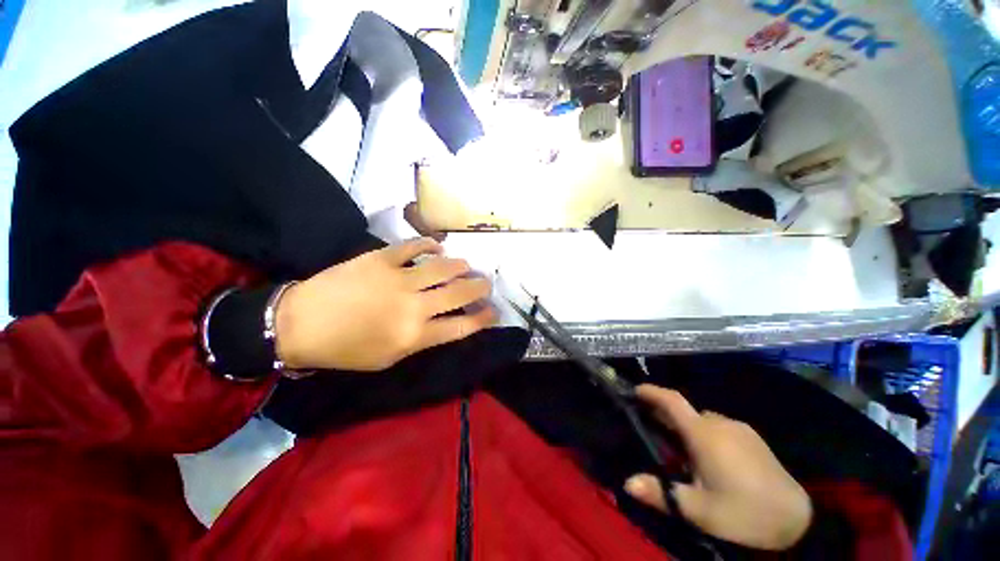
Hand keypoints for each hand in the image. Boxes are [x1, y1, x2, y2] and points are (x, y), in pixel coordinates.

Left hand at [274, 238, 496, 370]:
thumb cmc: (345, 349)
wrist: (300, 324)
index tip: (495, 312)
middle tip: (486, 283)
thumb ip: (422, 340)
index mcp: (415, 336)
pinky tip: (438, 246)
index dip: (484, 318)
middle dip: (480, 288)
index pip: (463, 326)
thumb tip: (446, 322)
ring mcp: (399, 279)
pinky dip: (430, 244)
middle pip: (460, 293)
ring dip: (461, 266)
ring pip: (444, 267)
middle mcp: (414, 307)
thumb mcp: (388, 358)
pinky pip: (414, 246)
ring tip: (466, 265)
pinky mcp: (381, 258)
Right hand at [624, 385, 811, 550]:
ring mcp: (740, 429)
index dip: (652, 392)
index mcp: (704, 435)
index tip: (636, 390)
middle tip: (657, 435)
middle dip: (668, 418)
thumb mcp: (699, 510)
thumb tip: (627, 483)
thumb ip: (662, 494)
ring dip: (689, 429)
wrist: (798, 521)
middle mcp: (720, 423)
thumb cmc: (743, 513)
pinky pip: (721, 427)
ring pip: (704, 420)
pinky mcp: (754, 438)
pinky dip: (708, 434)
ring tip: (686, 454)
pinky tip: (714, 459)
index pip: (672, 401)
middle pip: (686, 412)